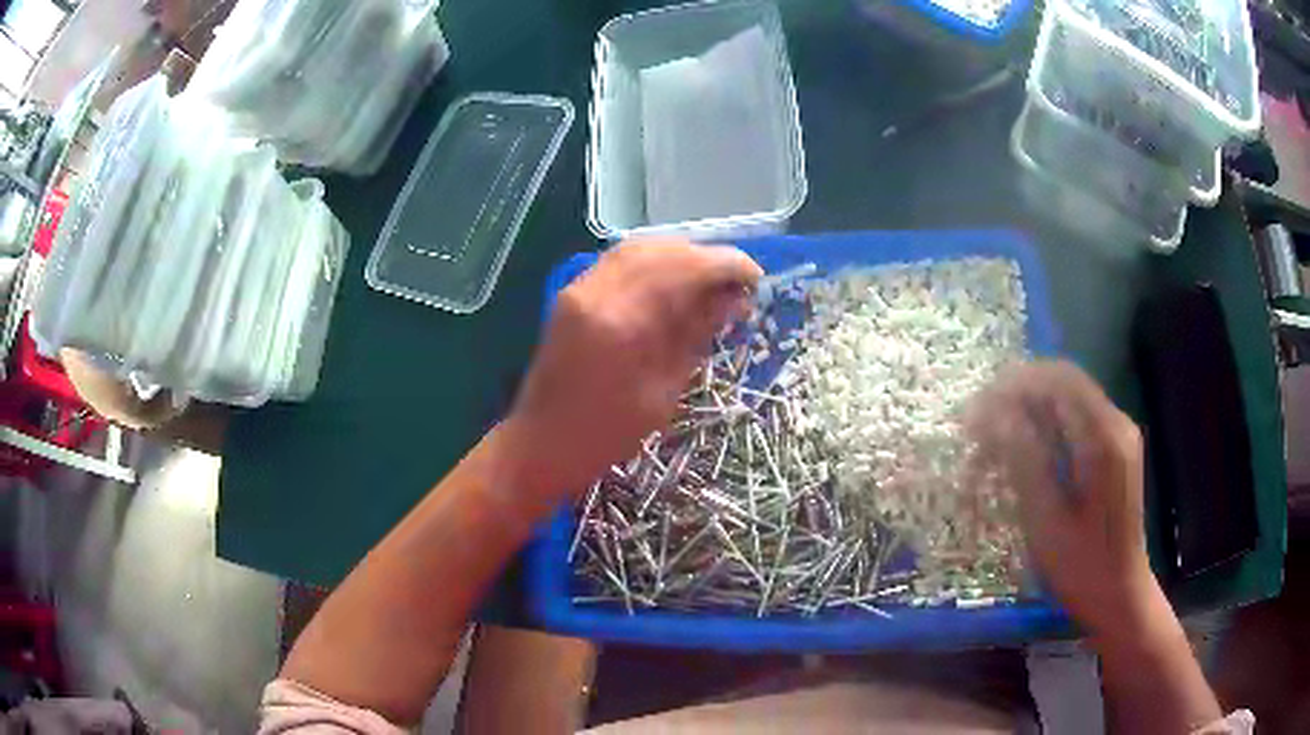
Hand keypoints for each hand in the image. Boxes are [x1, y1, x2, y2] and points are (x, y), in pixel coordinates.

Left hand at [505, 238, 761, 505]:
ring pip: (639, 248)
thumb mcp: (662, 393)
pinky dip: (654, 262)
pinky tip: (675, 282)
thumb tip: (734, 300)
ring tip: (711, 280)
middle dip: (706, 258)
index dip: (726, 265)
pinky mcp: (573, 292)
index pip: (683, 270)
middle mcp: (597, 292)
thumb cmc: (606, 435)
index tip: (755, 277)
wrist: (541, 442)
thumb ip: (695, 336)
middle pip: (662, 250)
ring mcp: (579, 287)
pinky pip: (620, 261)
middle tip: (736, 282)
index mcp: (622, 323)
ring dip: (681, 256)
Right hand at [965, 360, 1154, 635]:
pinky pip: (1076, 421)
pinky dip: (1045, 427)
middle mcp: (1116, 424)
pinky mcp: (1114, 450)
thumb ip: (1025, 459)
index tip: (977, 409)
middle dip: (1018, 396)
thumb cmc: (1082, 565)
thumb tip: (995, 413)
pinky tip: (1022, 451)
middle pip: (1064, 384)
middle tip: (978, 425)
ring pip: (1068, 400)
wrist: (1119, 594)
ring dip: (1029, 411)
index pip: (1059, 380)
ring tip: (992, 441)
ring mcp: (1118, 435)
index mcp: (1104, 437)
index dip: (1015, 384)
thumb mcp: (1047, 519)